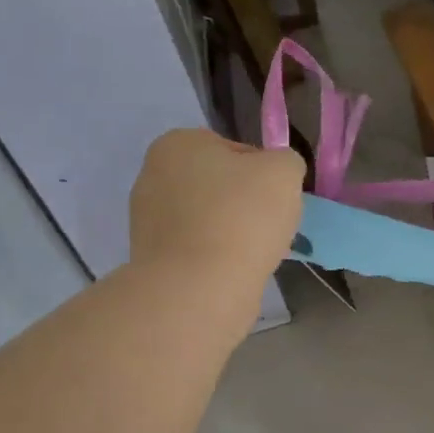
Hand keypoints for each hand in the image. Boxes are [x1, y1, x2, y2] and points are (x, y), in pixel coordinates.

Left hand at [129, 128, 304, 284]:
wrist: (199, 288)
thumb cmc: (241, 218)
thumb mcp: (284, 172)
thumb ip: (285, 161)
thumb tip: (277, 173)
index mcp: (178, 143)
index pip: (237, 151)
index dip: (266, 175)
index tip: (279, 200)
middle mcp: (153, 175)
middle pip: (221, 187)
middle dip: (246, 205)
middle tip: (271, 228)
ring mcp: (148, 220)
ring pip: (210, 220)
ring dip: (234, 233)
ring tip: (256, 255)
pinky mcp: (152, 259)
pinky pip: (198, 250)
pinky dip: (218, 258)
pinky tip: (235, 272)